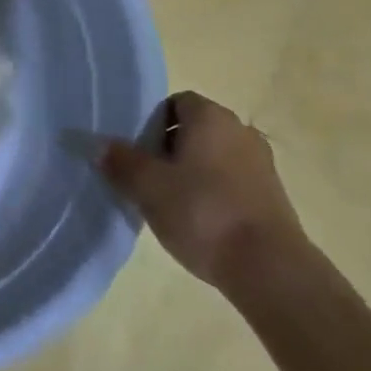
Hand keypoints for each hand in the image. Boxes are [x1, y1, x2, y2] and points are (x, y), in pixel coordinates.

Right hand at [102, 91, 305, 291]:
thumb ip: (120, 161)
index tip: (138, 152)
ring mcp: (261, 163)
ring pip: (214, 157)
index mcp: (211, 117)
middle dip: (170, 149)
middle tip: (148, 179)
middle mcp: (240, 130)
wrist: (269, 268)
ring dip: (193, 173)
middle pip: (195, 129)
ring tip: (172, 204)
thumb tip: (97, 144)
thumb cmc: (203, 212)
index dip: (152, 123)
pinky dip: (214, 193)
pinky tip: (201, 222)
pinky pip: (233, 182)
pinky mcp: (273, 196)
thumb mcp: (148, 187)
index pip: (176, 102)